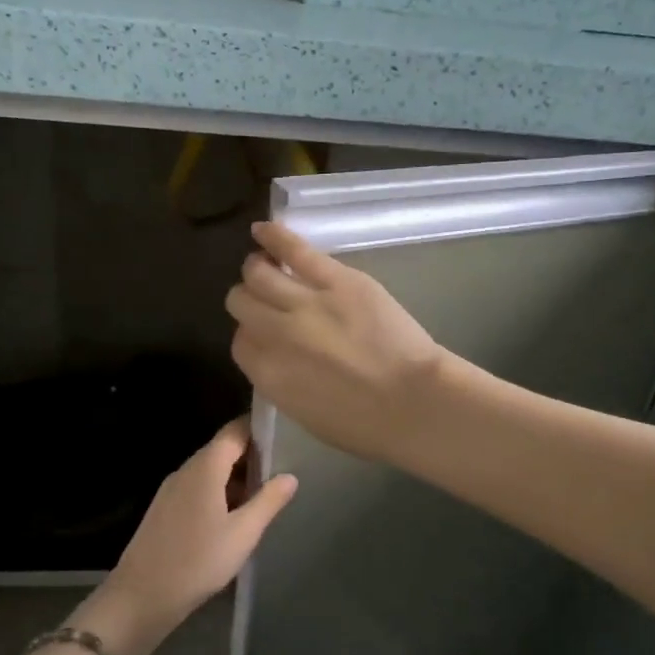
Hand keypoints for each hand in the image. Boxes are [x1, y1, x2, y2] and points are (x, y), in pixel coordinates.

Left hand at [76, 418, 296, 654]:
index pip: (234, 431)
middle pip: (222, 449)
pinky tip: (234, 516)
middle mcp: (186, 470)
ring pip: (209, 471)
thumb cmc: (198, 561)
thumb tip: (290, 476)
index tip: (284, 437)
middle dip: (251, 456)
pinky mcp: (165, 509)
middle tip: (282, 469)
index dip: (259, 429)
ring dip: (236, 477)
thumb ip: (268, 501)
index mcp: (205, 468)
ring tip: (264, 494)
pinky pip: (197, 488)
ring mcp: (171, 490)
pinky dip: (219, 492)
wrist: (142, 596)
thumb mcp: (243, 533)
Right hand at [226, 222, 449, 461]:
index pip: (240, 342)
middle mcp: (275, 333)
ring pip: (258, 273)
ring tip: (267, 267)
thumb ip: (280, 381)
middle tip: (267, 301)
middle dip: (249, 302)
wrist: (414, 403)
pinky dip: (274, 236)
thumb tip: (274, 357)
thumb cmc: (365, 424)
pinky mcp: (335, 279)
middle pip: (241, 302)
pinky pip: (294, 250)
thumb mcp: (306, 415)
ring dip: (258, 270)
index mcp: (267, 374)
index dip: (252, 335)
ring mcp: (304, 302)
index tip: (266, 334)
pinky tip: (263, 230)